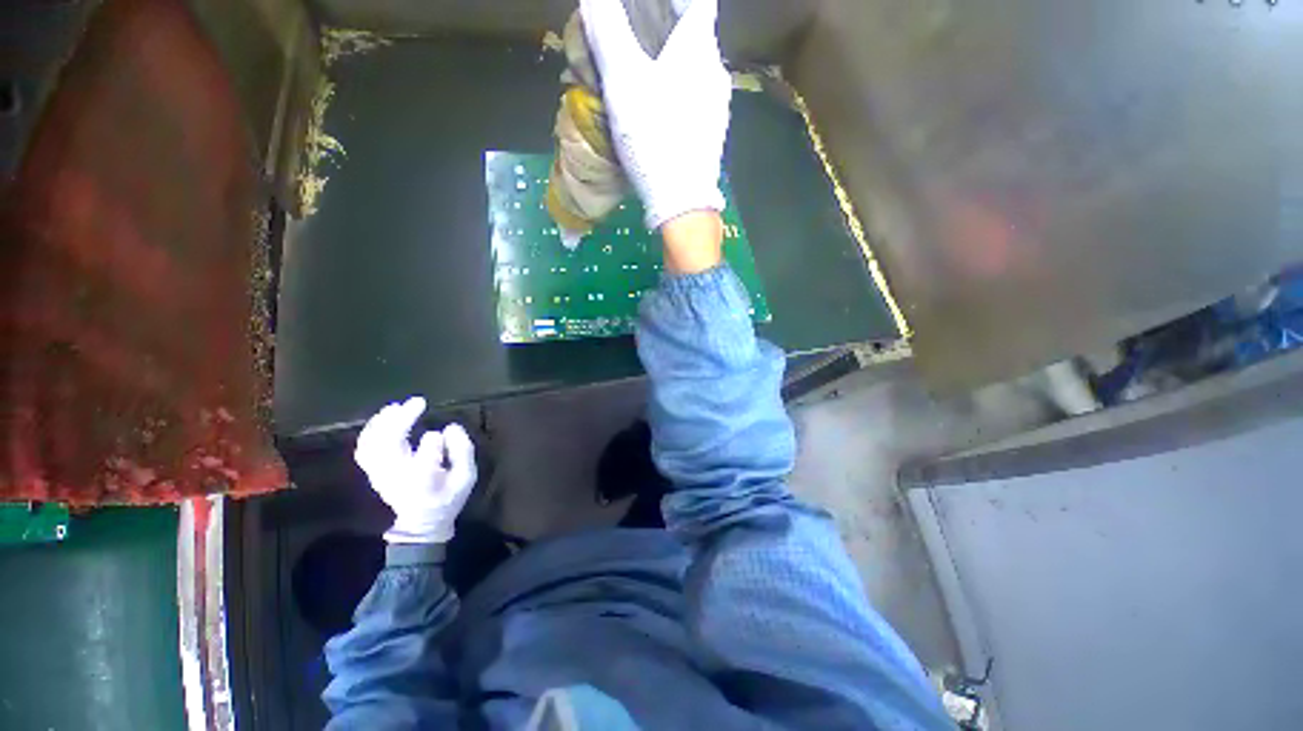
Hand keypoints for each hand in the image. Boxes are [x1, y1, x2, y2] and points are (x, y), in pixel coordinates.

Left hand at [354, 397, 476, 543]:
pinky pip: (364, 448)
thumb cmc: (448, 497)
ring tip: (396, 407)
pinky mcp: (373, 472)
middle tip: (418, 402)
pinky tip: (381, 419)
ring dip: (383, 422)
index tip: (446, 433)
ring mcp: (380, 474)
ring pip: (373, 444)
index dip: (436, 439)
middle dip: (403, 419)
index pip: (428, 451)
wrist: (421, 523)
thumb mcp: (467, 477)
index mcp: (424, 478)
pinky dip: (370, 431)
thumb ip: (463, 451)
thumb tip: (451, 427)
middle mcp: (397, 475)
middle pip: (391, 443)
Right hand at [580, 0, 730, 230]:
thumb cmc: (654, 137)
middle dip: (662, 32)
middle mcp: (717, 72)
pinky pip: (693, 101)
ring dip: (668, 67)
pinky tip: (657, 114)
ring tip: (639, 80)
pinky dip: (675, 96)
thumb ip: (608, 31)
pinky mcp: (712, 136)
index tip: (644, 7)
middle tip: (630, 43)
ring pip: (693, 71)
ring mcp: (718, 108)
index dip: (670, 0)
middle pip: (693, 36)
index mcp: (701, 48)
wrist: (682, 203)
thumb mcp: (623, 81)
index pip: (696, 1)